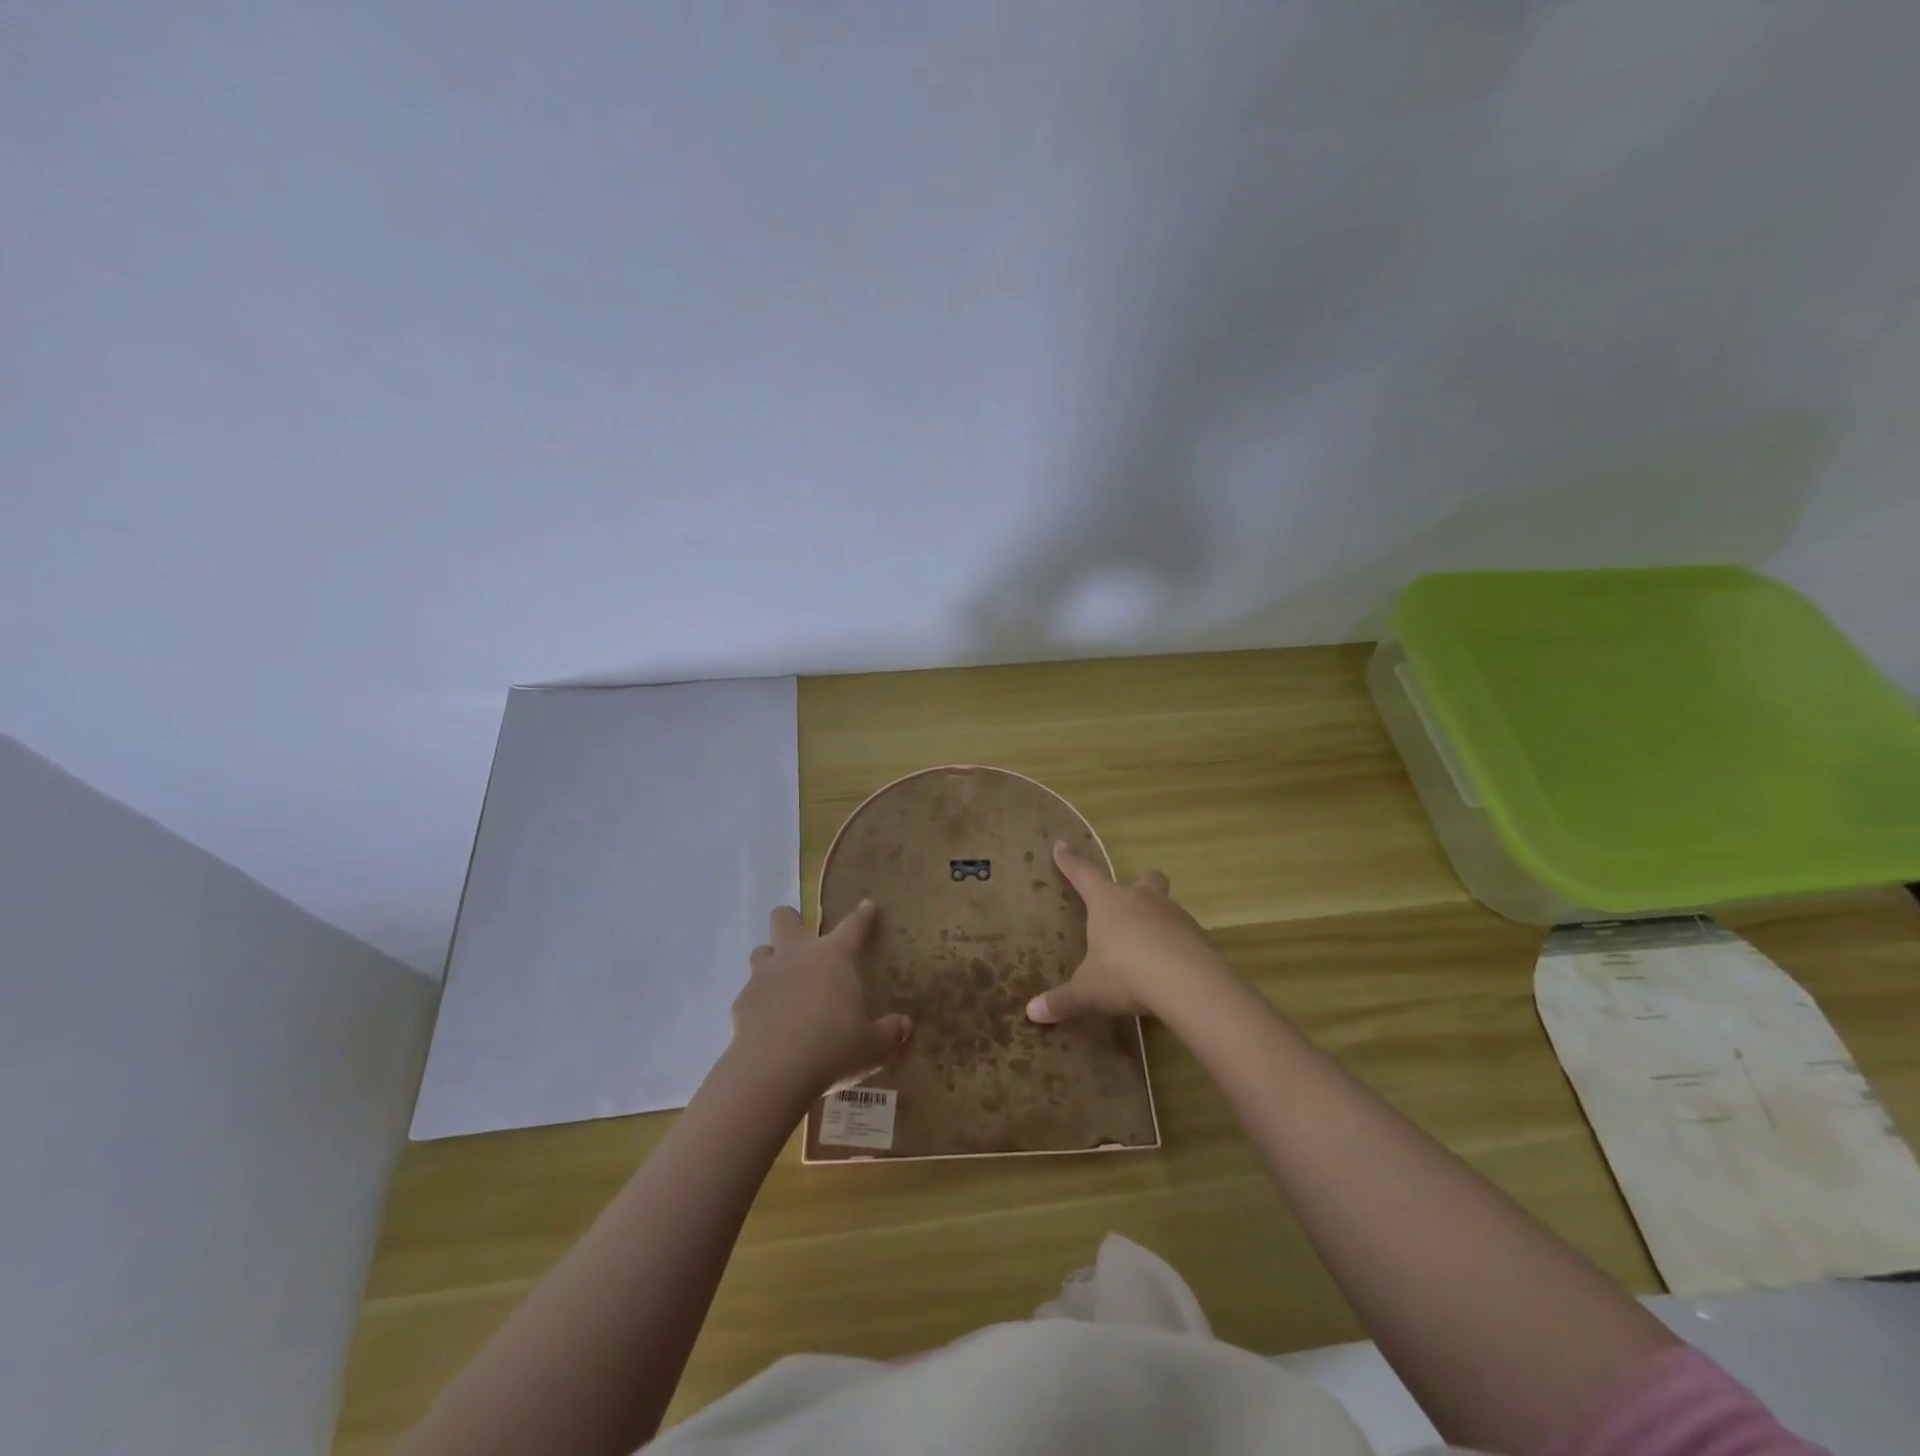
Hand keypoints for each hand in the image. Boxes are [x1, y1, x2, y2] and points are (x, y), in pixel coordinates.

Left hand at [729, 902, 911, 1099]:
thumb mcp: (872, 1047)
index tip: (866, 905)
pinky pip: (749, 991)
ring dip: (771, 960)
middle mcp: (797, 955)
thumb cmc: (833, 1050)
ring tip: (782, 982)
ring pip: (761, 951)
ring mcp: (765, 976)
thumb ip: (889, 1032)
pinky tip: (766, 1021)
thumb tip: (905, 1026)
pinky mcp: (741, 1002)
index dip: (862, 915)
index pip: (853, 925)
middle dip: (792, 920)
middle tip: (802, 938)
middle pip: (785, 918)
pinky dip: (758, 1001)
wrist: (773, 1073)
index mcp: (835, 957)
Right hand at [1026, 842, 1227, 1024]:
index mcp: (1108, 902)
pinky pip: (1183, 934)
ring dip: (1157, 918)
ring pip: (1166, 905)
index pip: (1083, 874)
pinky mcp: (1198, 936)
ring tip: (1148, 946)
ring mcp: (1173, 915)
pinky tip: (1170, 967)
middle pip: (1144, 878)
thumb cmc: (1125, 974)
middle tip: (1130, 901)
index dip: (1070, 861)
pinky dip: (1176, 944)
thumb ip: (1063, 999)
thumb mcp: (1089, 990)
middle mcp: (1141, 900)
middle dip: (1138, 884)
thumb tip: (1032, 1012)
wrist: (1187, 984)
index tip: (1061, 845)